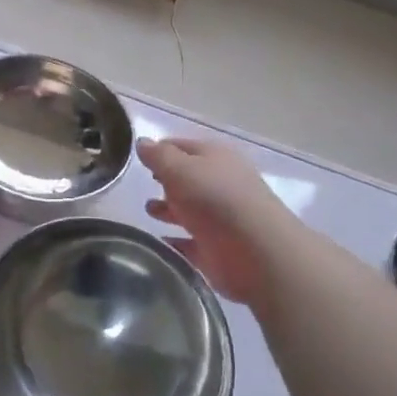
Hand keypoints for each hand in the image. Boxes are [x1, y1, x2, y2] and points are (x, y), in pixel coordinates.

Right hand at [139, 137, 290, 305]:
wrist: (257, 253)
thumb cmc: (215, 200)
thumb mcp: (180, 169)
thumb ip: (159, 156)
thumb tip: (142, 142)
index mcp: (216, 158)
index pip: (182, 146)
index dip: (161, 150)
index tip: (139, 158)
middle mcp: (221, 184)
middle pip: (188, 178)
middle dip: (166, 180)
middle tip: (143, 185)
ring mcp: (221, 218)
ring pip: (190, 210)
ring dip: (170, 209)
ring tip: (149, 212)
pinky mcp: (218, 249)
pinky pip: (191, 242)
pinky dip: (177, 241)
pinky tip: (160, 242)